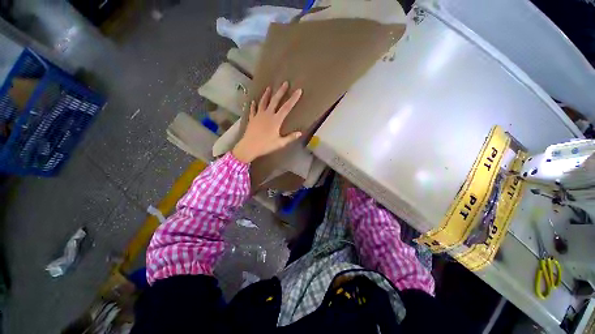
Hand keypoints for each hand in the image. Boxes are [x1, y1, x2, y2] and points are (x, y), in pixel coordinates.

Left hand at [232, 82, 302, 162]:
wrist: (249, 147)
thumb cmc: (266, 145)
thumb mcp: (280, 143)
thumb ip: (290, 137)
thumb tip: (300, 133)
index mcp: (276, 120)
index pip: (287, 107)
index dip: (293, 99)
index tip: (298, 90)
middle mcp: (267, 114)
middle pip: (275, 100)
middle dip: (280, 91)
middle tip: (285, 83)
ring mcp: (258, 115)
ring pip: (263, 102)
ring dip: (266, 94)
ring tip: (269, 88)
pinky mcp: (252, 118)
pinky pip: (253, 109)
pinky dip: (253, 105)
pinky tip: (253, 101)